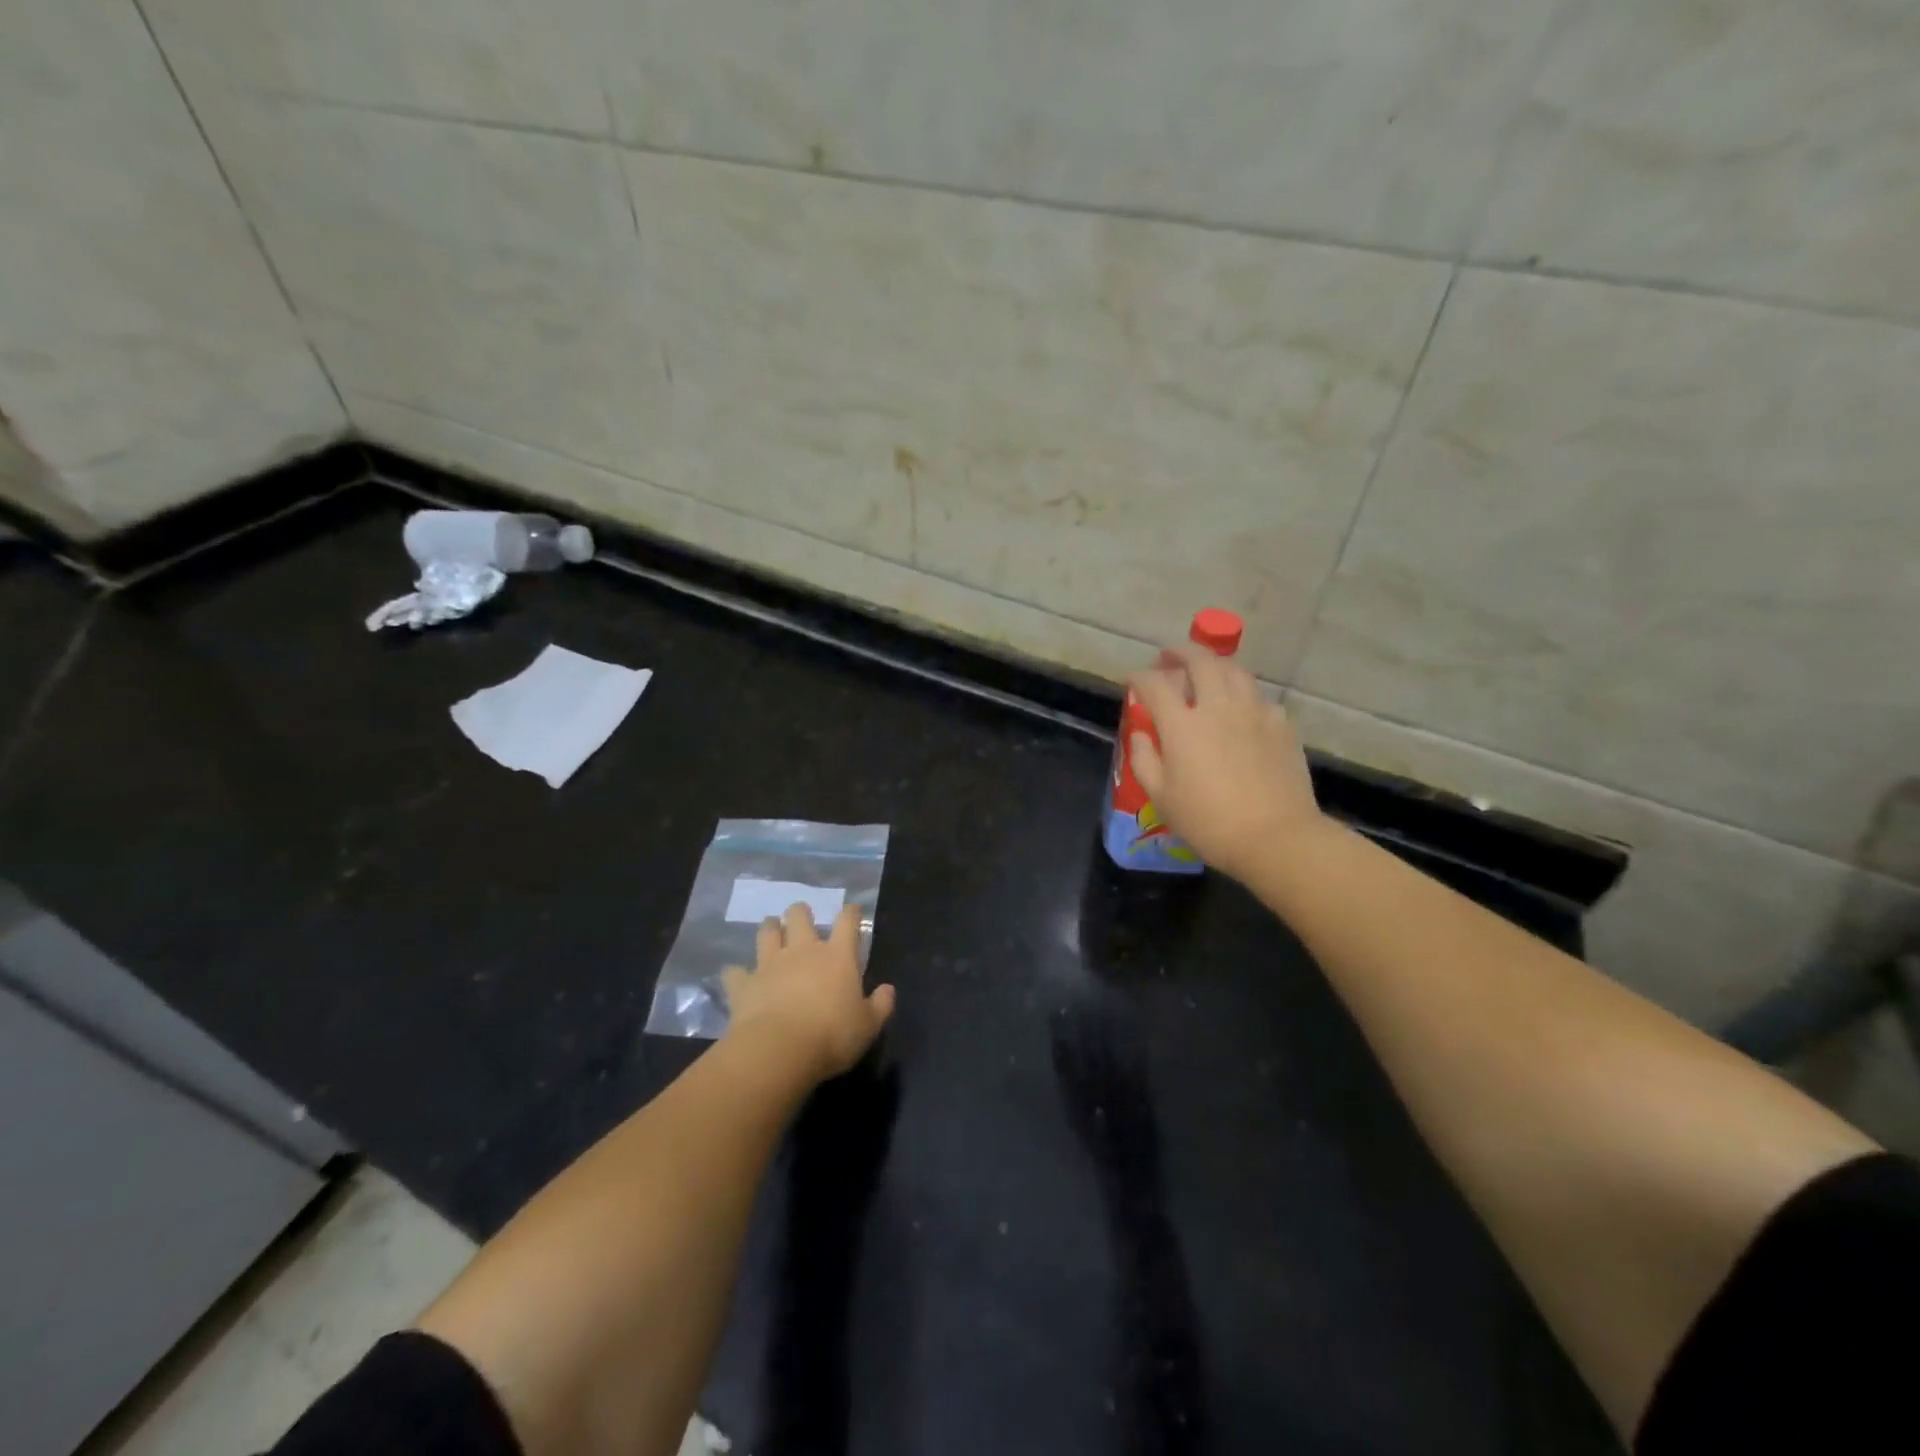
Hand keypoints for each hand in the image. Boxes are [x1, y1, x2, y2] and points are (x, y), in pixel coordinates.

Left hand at [722, 903, 894, 1082]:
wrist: (778, 1050)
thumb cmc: (831, 1036)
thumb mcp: (868, 1026)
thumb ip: (880, 1005)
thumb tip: (888, 989)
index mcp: (837, 956)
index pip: (847, 922)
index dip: (851, 912)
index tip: (853, 910)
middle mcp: (803, 951)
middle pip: (800, 916)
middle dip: (801, 912)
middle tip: (802, 916)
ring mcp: (770, 964)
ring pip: (767, 933)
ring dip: (770, 929)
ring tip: (772, 929)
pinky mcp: (744, 984)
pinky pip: (735, 972)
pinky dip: (736, 973)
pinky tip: (736, 975)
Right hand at [1126, 645, 1325, 882]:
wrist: (1275, 837)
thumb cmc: (1208, 822)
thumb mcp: (1161, 797)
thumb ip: (1145, 758)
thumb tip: (1142, 733)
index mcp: (1183, 725)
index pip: (1154, 684)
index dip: (1138, 677)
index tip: (1131, 680)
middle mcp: (1219, 706)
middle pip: (1200, 660)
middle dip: (1180, 652)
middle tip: (1169, 657)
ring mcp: (1255, 712)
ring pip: (1235, 670)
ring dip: (1215, 665)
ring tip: (1206, 674)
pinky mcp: (1282, 725)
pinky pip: (1259, 698)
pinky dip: (1243, 696)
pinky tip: (1241, 712)